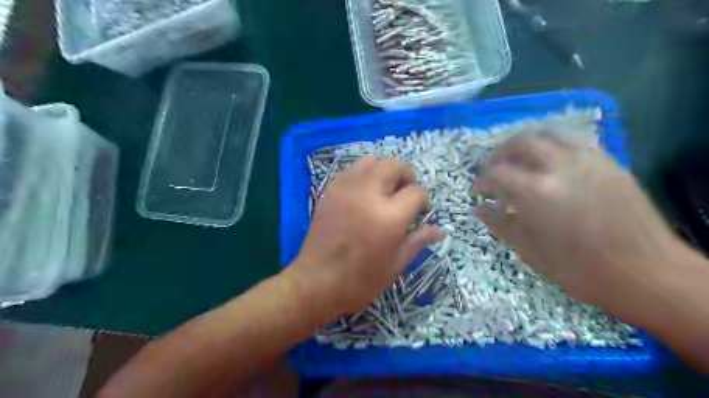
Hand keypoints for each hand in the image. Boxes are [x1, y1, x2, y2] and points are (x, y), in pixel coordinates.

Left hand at [288, 156, 440, 316]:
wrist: (315, 282)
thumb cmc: (359, 281)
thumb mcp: (395, 265)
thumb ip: (418, 242)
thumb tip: (439, 231)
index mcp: (389, 216)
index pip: (416, 191)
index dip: (424, 200)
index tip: (421, 211)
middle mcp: (368, 194)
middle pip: (394, 165)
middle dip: (407, 176)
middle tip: (406, 193)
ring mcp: (346, 189)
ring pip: (372, 160)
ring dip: (384, 171)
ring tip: (385, 190)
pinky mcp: (330, 190)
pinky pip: (351, 169)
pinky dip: (364, 174)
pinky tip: (364, 193)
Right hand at [473, 129, 683, 309]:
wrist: (646, 274)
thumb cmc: (579, 270)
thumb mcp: (530, 251)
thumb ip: (501, 224)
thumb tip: (480, 208)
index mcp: (536, 193)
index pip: (497, 173)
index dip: (482, 180)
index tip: (478, 189)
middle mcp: (560, 167)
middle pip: (520, 142)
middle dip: (500, 153)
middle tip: (494, 168)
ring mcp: (588, 160)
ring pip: (549, 132)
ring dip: (526, 141)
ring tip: (518, 157)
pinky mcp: (608, 162)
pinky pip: (574, 139)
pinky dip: (553, 142)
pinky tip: (549, 158)